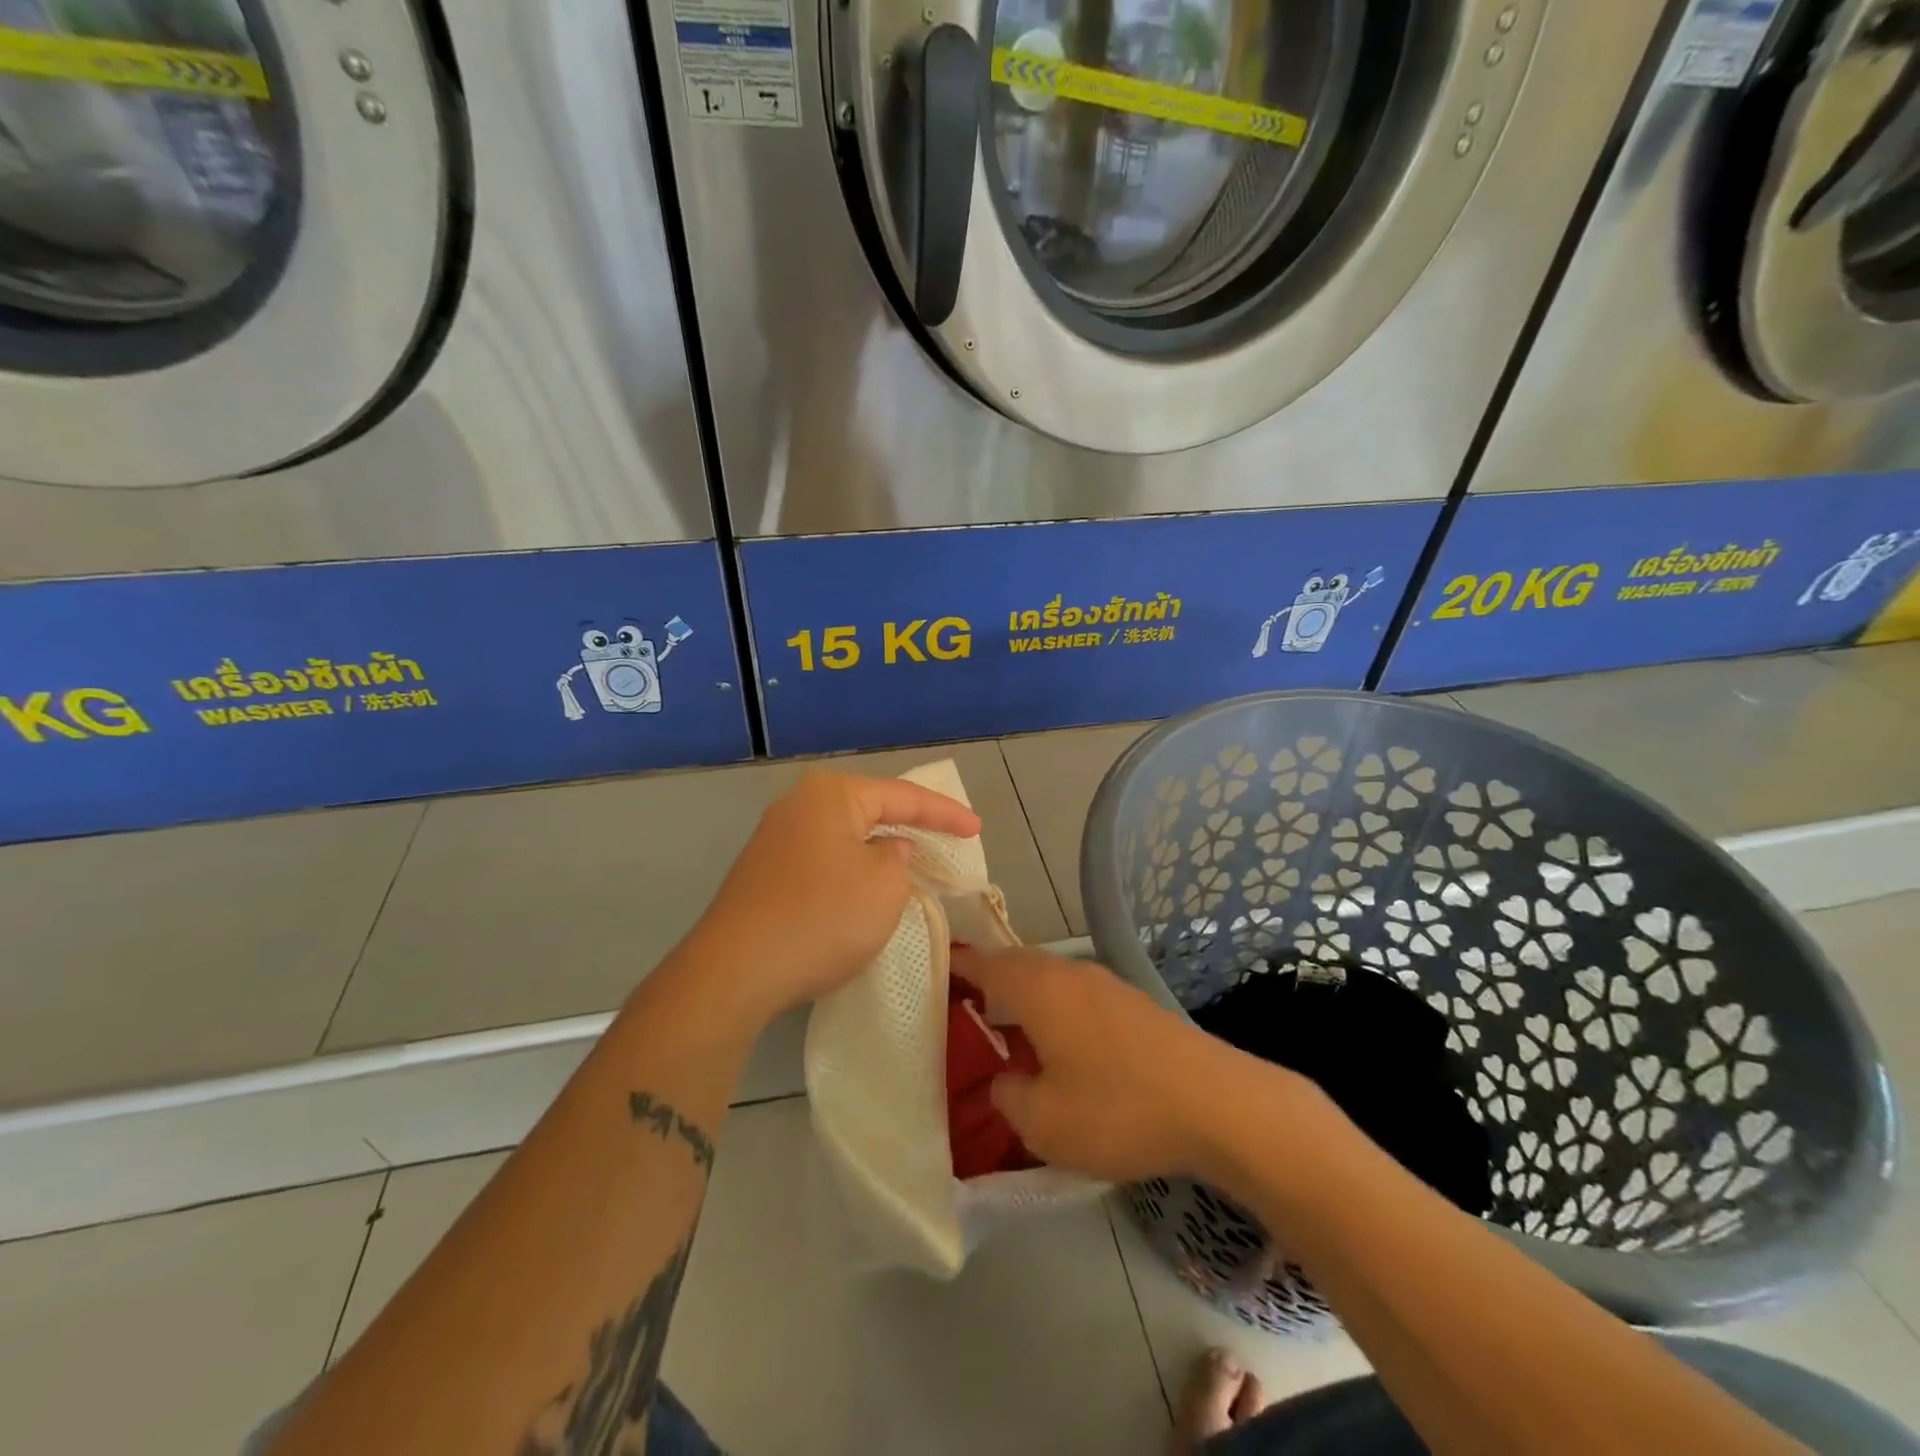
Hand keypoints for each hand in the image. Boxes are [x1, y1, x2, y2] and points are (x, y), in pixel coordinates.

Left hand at [684, 770, 980, 1023]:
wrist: (735, 971)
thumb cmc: (823, 917)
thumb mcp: (884, 886)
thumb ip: (899, 860)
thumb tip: (887, 851)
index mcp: (831, 795)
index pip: (902, 796)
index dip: (945, 813)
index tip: (976, 829)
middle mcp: (798, 806)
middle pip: (869, 809)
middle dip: (909, 825)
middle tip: (946, 838)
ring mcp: (774, 840)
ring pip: (844, 837)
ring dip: (878, 850)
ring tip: (911, 863)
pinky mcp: (763, 875)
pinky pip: (822, 861)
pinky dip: (851, 870)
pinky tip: (863, 891)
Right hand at [954, 946, 1306, 1183]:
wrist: (1216, 1103)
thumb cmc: (1119, 1109)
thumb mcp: (1044, 1122)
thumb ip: (1009, 1095)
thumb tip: (1007, 1077)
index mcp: (1038, 988)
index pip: (982, 962)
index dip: (954, 965)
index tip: (931, 970)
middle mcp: (1068, 972)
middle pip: (1015, 965)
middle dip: (987, 984)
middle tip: (963, 1014)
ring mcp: (1105, 983)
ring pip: (1048, 980)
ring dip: (1023, 999)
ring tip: (1007, 1036)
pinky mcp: (1132, 1002)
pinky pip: (1075, 995)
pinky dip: (1054, 1011)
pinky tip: (1060, 1050)